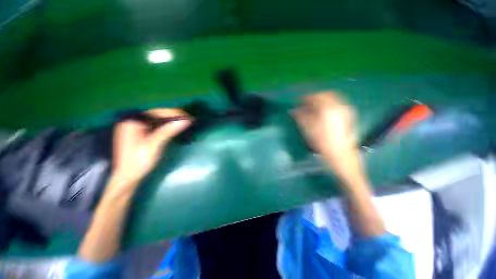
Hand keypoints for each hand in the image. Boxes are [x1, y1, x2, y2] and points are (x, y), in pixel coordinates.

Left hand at [110, 108, 191, 188]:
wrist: (128, 178)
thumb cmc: (138, 162)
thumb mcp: (154, 145)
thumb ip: (168, 131)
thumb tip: (185, 121)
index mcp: (132, 122)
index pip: (156, 112)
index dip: (173, 113)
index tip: (188, 116)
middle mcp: (133, 122)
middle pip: (156, 115)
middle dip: (173, 117)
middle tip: (189, 119)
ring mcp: (136, 128)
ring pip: (157, 120)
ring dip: (171, 121)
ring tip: (185, 123)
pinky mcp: (140, 134)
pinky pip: (155, 126)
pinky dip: (166, 127)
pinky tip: (174, 128)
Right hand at [293, 92, 363, 186]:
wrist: (340, 154)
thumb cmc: (322, 142)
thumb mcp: (307, 129)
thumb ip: (300, 116)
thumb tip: (293, 110)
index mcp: (327, 108)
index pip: (315, 96)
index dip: (305, 98)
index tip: (299, 102)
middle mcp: (338, 106)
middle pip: (325, 95)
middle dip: (314, 98)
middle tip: (306, 105)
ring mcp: (346, 110)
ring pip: (332, 99)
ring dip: (322, 101)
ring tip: (314, 109)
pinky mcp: (349, 115)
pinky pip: (337, 104)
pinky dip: (329, 105)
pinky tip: (324, 114)